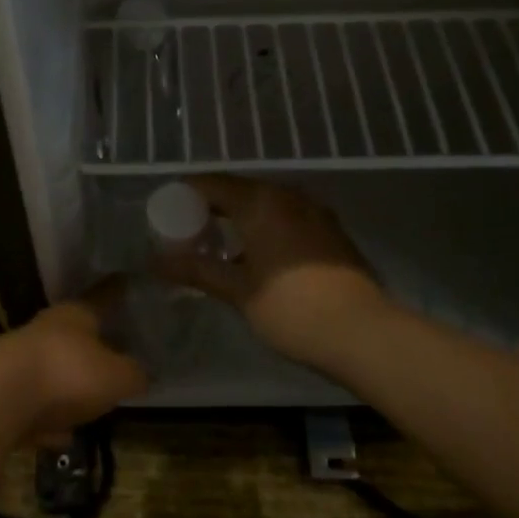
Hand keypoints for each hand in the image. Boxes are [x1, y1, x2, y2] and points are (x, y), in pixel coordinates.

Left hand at [0, 278, 146, 442]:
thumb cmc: (67, 373)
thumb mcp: (116, 376)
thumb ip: (133, 374)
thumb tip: (143, 374)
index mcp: (76, 315)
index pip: (102, 297)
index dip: (116, 292)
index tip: (125, 281)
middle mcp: (46, 330)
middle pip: (73, 334)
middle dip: (90, 344)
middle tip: (112, 354)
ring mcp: (20, 362)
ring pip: (51, 369)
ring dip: (66, 385)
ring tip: (88, 403)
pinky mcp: (2, 396)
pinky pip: (34, 406)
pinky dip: (47, 418)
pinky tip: (59, 436)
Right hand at [153, 175, 388, 367]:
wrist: (363, 333)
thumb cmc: (291, 307)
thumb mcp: (237, 291)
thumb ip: (196, 270)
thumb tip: (155, 262)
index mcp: (260, 201)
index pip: (211, 183)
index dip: (185, 196)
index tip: (166, 216)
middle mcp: (287, 195)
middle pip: (239, 191)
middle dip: (211, 209)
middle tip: (189, 235)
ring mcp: (314, 211)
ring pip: (265, 205)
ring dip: (240, 220)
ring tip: (220, 248)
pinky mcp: (331, 231)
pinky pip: (287, 218)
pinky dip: (266, 229)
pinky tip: (258, 258)